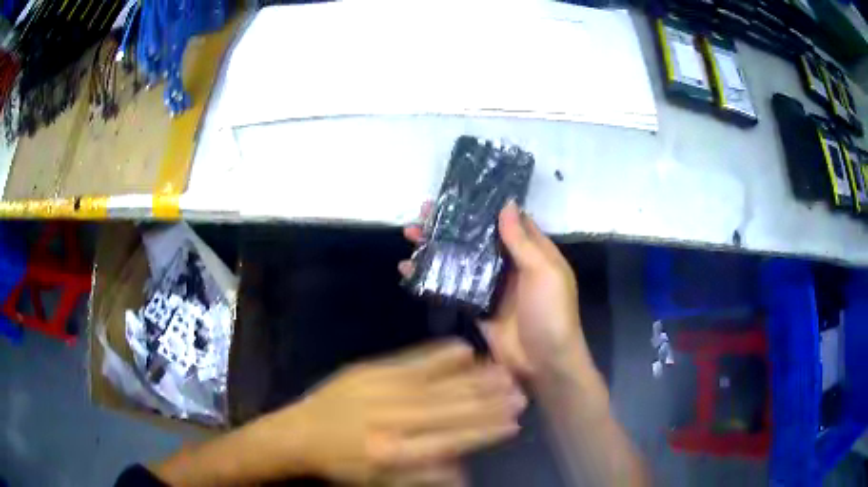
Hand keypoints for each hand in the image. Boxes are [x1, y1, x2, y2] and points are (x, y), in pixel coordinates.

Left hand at [264, 340, 524, 484]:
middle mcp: (393, 418)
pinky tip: (464, 348)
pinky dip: (441, 355)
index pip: (451, 440)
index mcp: (394, 451)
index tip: (513, 424)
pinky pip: (413, 360)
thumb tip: (464, 467)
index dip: (485, 432)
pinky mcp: (370, 369)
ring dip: (475, 379)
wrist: (298, 433)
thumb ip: (425, 475)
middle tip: (520, 393)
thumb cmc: (342, 465)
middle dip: (489, 402)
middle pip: (451, 410)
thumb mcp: (381, 482)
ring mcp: (381, 388)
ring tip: (504, 372)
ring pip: (439, 384)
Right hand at [400, 202, 591, 379]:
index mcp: (531, 253)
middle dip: (450, 224)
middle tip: (422, 211)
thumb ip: (522, 241)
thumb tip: (507, 204)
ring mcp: (491, 287)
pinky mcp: (476, 307)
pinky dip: (431, 277)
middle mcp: (510, 265)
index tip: (456, 193)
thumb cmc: (551, 313)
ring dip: (436, 246)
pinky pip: (452, 287)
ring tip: (410, 233)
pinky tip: (408, 268)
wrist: (544, 364)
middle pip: (477, 238)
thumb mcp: (543, 272)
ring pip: (461, 259)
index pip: (505, 221)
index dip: (483, 206)